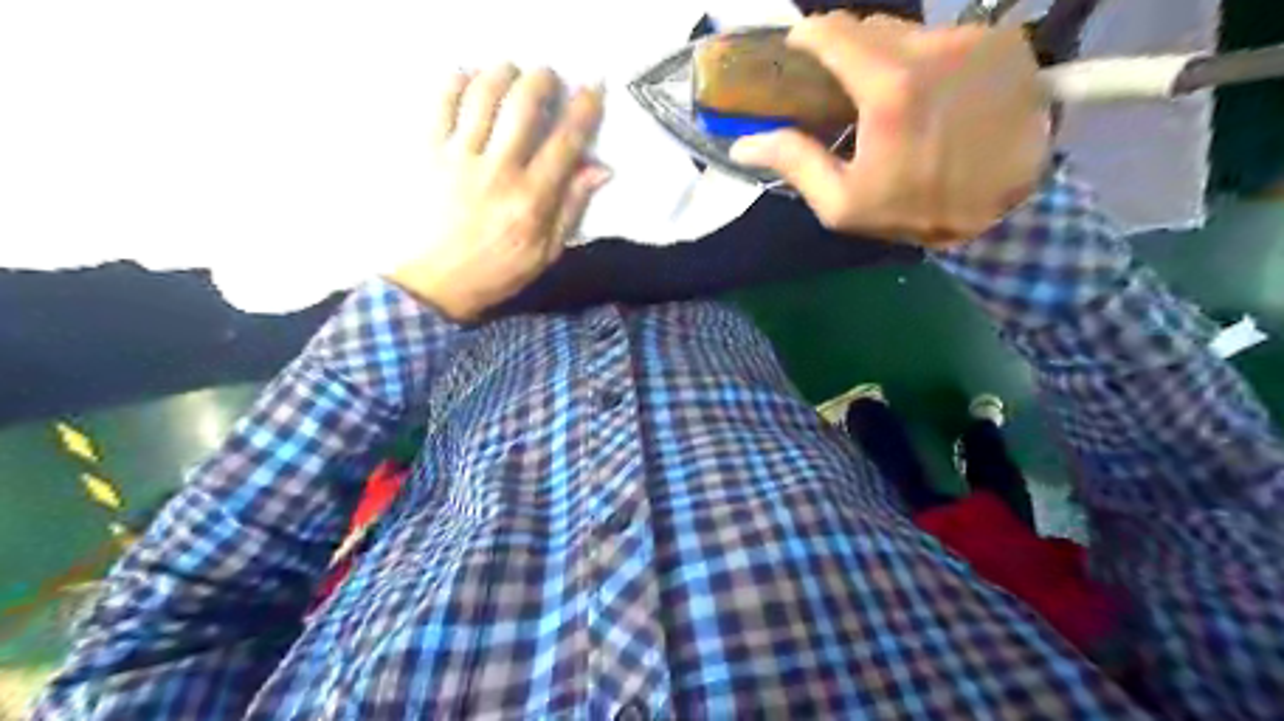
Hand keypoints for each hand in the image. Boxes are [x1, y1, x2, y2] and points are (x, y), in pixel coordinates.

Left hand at [390, 63, 607, 321]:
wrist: (432, 286)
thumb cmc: (495, 272)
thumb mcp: (545, 253)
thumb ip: (571, 208)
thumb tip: (600, 169)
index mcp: (531, 199)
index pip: (565, 142)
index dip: (583, 110)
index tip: (592, 89)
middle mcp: (498, 171)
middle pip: (523, 105)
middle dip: (541, 80)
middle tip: (546, 76)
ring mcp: (458, 158)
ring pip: (483, 94)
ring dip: (502, 72)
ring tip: (510, 71)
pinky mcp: (425, 152)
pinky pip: (439, 102)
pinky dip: (455, 81)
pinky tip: (466, 78)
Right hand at [732, 11, 1052, 245]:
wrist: (1007, 213)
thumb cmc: (916, 210)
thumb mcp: (843, 203)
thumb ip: (795, 163)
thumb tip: (743, 144)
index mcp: (889, 89)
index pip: (834, 31)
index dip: (806, 35)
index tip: (794, 48)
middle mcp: (932, 48)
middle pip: (870, 25)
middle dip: (845, 47)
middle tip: (835, 82)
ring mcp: (972, 41)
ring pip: (909, 30)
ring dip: (886, 54)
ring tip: (884, 94)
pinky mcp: (1001, 44)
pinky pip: (946, 38)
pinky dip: (926, 59)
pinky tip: (928, 95)